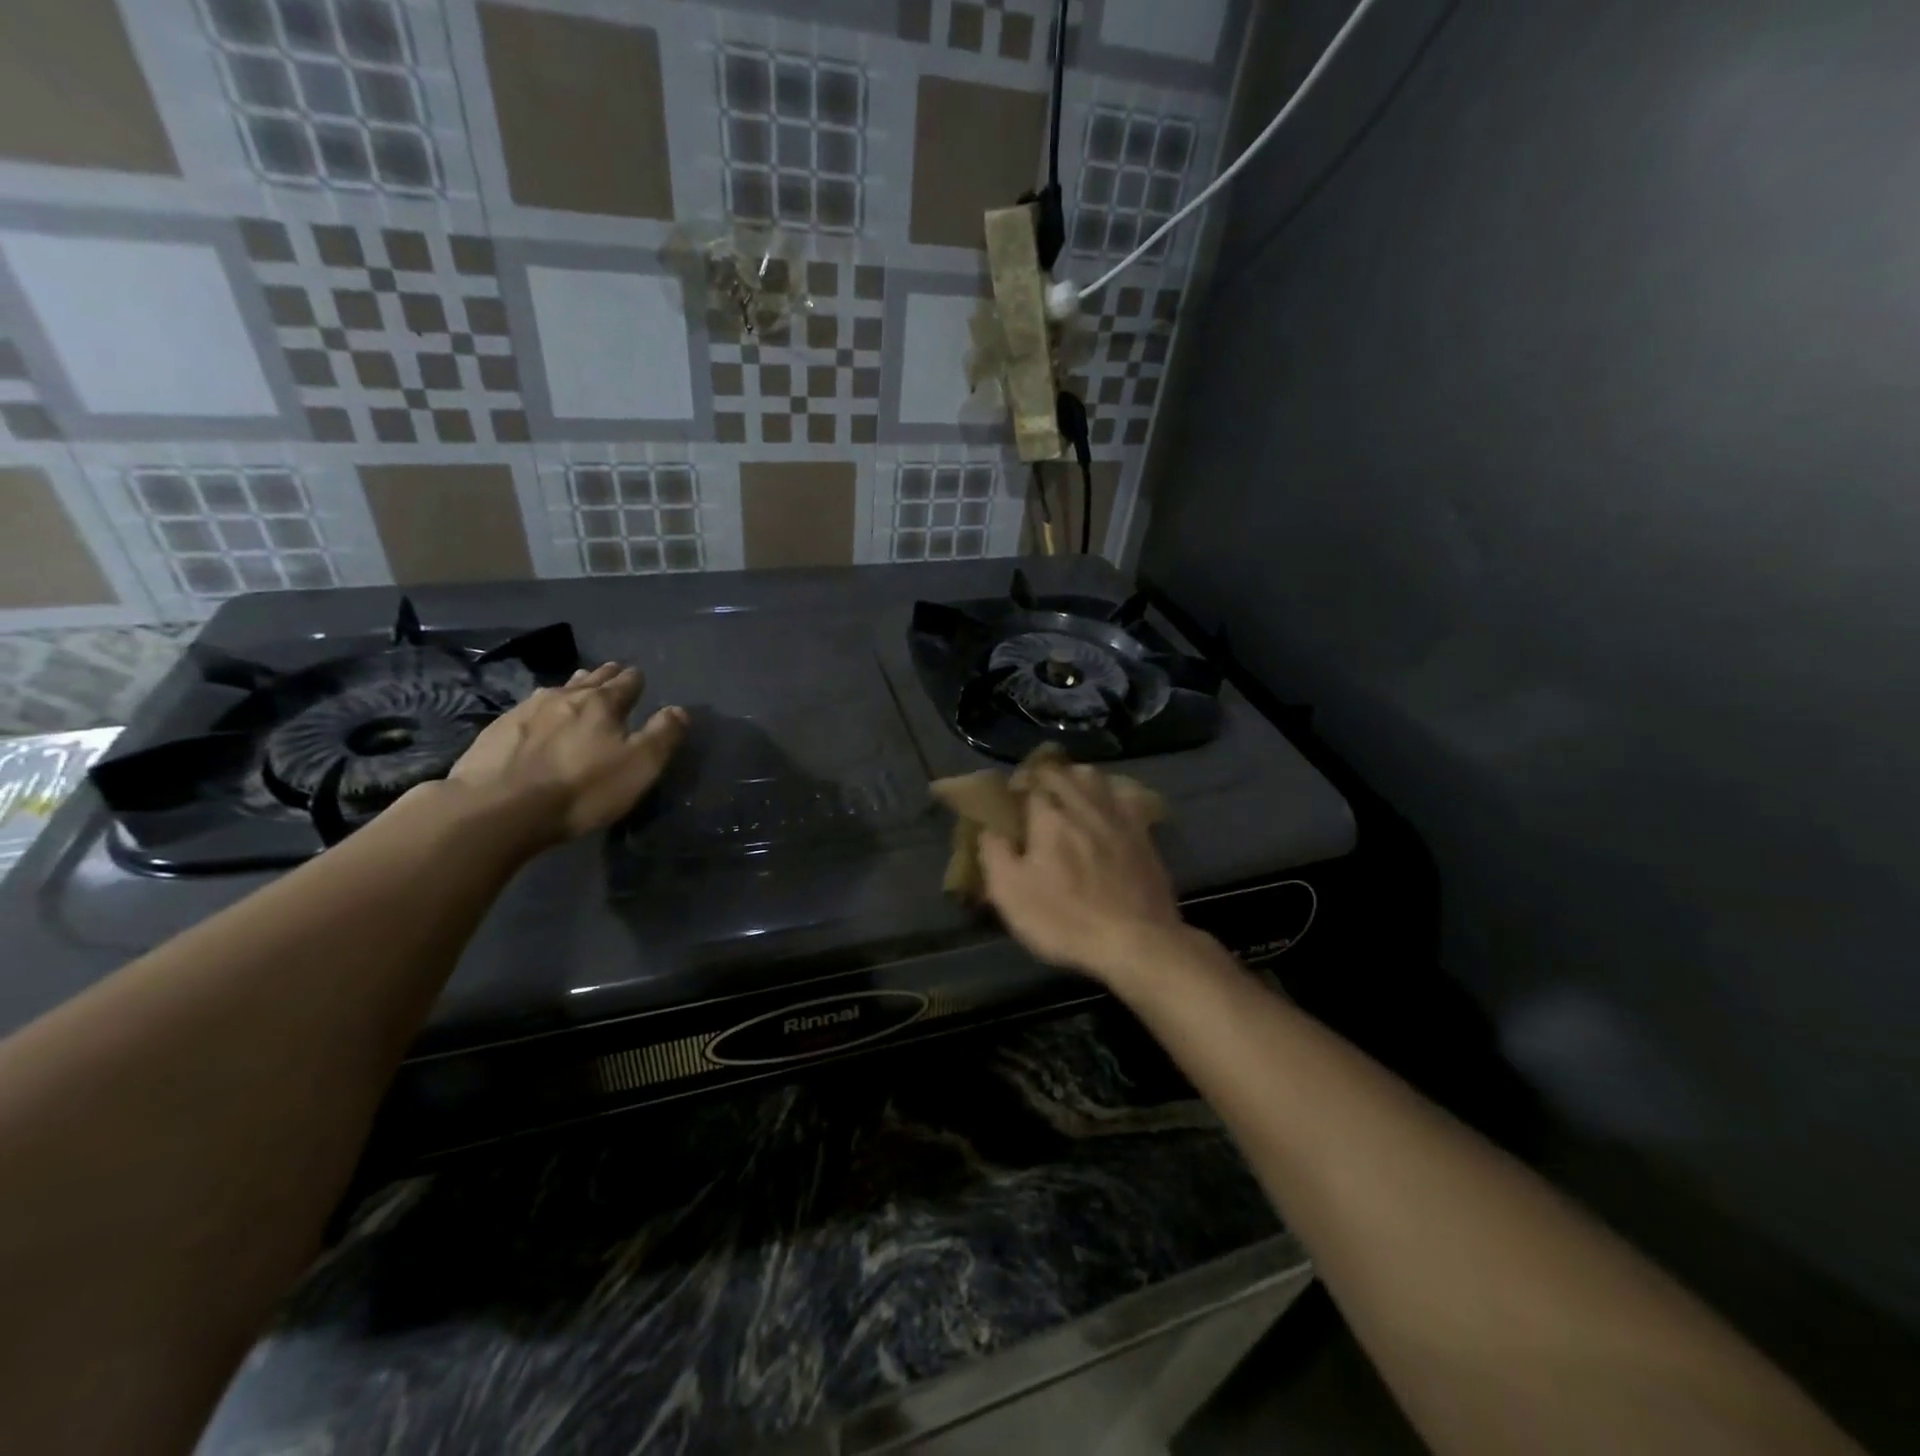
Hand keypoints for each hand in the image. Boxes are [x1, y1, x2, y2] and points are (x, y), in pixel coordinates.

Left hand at [444, 663, 686, 846]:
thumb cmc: (581, 788)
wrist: (497, 808)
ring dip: (572, 687)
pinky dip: (542, 707)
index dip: (635, 680)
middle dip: (604, 676)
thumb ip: (662, 736)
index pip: (626, 683)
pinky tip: (538, 715)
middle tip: (612, 671)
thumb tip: (679, 710)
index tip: (638, 676)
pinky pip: (528, 709)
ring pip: (557, 690)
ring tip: (577, 685)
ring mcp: (526, 711)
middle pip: (590, 680)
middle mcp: (564, 697)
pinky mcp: (496, 730)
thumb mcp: (639, 766)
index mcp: (602, 703)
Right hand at [978, 764, 1185, 982]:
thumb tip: (989, 828)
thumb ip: (994, 853)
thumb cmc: (1065, 920)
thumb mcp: (1011, 894)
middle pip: (1061, 772)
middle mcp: (1083, 806)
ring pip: (1094, 776)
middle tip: (1031, 793)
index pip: (1027, 785)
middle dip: (1041, 776)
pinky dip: (1110, 791)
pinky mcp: (1143, 832)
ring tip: (1066, 792)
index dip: (1014, 788)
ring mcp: (1117, 816)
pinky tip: (1106, 803)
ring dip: (1075, 777)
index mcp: (1049, 817)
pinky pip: (1126, 795)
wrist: (1136, 941)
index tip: (1006, 802)